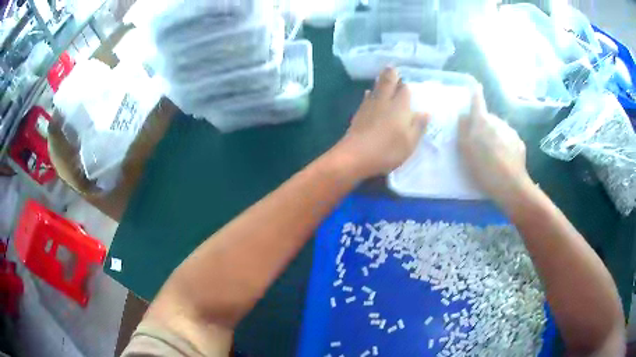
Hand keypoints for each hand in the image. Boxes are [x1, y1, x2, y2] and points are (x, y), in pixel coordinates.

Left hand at [333, 68, 428, 177]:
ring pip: (376, 88)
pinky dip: (370, 93)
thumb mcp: (410, 142)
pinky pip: (366, 98)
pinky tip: (368, 93)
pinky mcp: (359, 113)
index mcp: (399, 107)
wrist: (355, 155)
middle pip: (387, 82)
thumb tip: (426, 112)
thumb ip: (418, 126)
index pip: (405, 90)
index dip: (406, 86)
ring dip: (380, 81)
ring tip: (383, 75)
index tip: (409, 83)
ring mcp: (369, 106)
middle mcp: (384, 101)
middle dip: (391, 74)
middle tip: (392, 67)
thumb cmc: (387, 150)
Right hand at [458, 87, 532, 206]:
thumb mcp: (465, 150)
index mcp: (483, 121)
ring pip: (499, 128)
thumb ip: (462, 129)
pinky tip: (503, 159)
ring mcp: (511, 132)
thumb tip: (463, 115)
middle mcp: (498, 121)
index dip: (475, 92)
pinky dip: (505, 144)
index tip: (474, 86)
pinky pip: (508, 139)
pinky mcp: (519, 143)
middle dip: (483, 125)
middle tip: (478, 142)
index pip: (477, 100)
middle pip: (488, 118)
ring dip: (495, 135)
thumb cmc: (484, 168)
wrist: (511, 186)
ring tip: (492, 154)